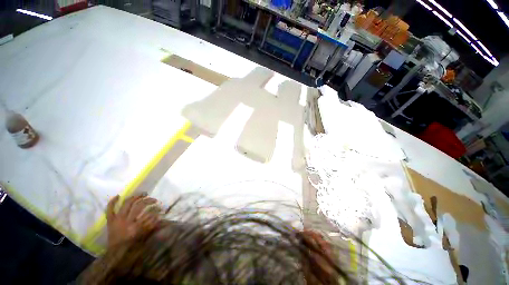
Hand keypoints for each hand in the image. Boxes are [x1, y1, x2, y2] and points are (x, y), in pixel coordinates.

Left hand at [106, 193, 159, 248]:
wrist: (115, 254)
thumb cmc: (131, 246)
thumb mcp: (143, 237)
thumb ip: (151, 226)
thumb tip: (159, 215)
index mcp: (136, 227)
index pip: (149, 213)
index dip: (156, 209)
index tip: (161, 207)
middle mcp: (127, 221)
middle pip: (139, 206)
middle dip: (148, 200)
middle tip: (153, 199)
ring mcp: (117, 220)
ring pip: (127, 204)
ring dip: (136, 197)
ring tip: (142, 194)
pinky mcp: (110, 221)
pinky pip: (109, 210)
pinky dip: (112, 202)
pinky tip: (118, 196)